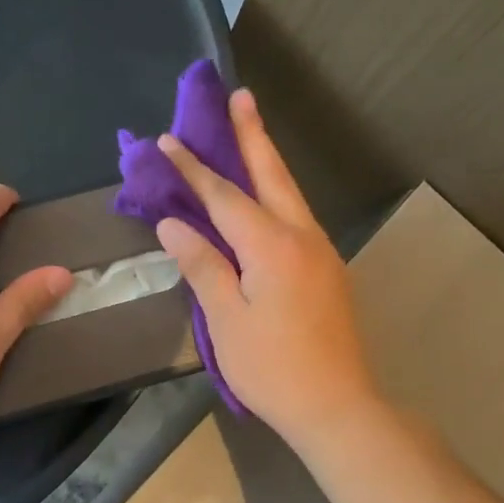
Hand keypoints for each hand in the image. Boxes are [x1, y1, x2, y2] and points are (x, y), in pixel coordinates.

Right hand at [155, 90, 380, 448]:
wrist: (336, 406)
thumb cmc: (272, 367)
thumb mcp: (225, 319)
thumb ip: (202, 265)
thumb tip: (174, 225)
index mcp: (272, 246)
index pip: (224, 196)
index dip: (194, 168)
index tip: (167, 140)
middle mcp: (302, 237)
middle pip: (272, 176)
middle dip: (253, 135)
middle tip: (241, 96)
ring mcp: (321, 253)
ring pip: (289, 194)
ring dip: (267, 162)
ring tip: (250, 135)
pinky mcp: (327, 271)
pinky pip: (296, 218)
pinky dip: (276, 196)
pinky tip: (264, 199)